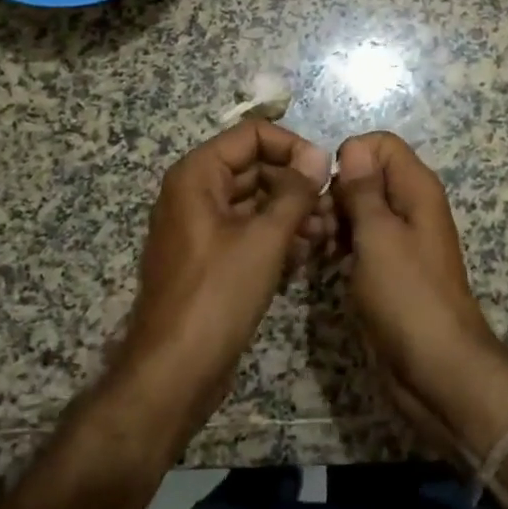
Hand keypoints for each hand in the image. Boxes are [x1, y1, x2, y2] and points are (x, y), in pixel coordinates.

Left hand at [112, 121, 333, 448]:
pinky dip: (277, 239)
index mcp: (198, 175)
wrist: (175, 372)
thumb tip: (319, 155)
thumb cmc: (217, 294)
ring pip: (256, 203)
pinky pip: (249, 233)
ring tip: (325, 236)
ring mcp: (202, 227)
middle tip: (332, 210)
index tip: (324, 173)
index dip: (291, 147)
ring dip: (292, 215)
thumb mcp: (264, 238)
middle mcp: (196, 193)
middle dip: (296, 187)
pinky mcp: (212, 259)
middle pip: (255, 168)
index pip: (251, 136)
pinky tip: (305, 258)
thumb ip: (295, 192)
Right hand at [332, 133, 507, 459]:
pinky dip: (340, 243)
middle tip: (315, 223)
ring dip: (333, 220)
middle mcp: (410, 206)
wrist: (436, 369)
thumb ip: (364, 190)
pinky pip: (359, 239)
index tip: (329, 187)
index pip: (381, 144)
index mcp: (417, 188)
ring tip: (314, 245)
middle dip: (336, 191)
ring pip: (358, 208)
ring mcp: (399, 239)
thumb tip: (353, 147)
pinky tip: (322, 261)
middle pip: (366, 175)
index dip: (351, 156)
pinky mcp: (387, 268)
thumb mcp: (379, 236)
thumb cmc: (408, 296)